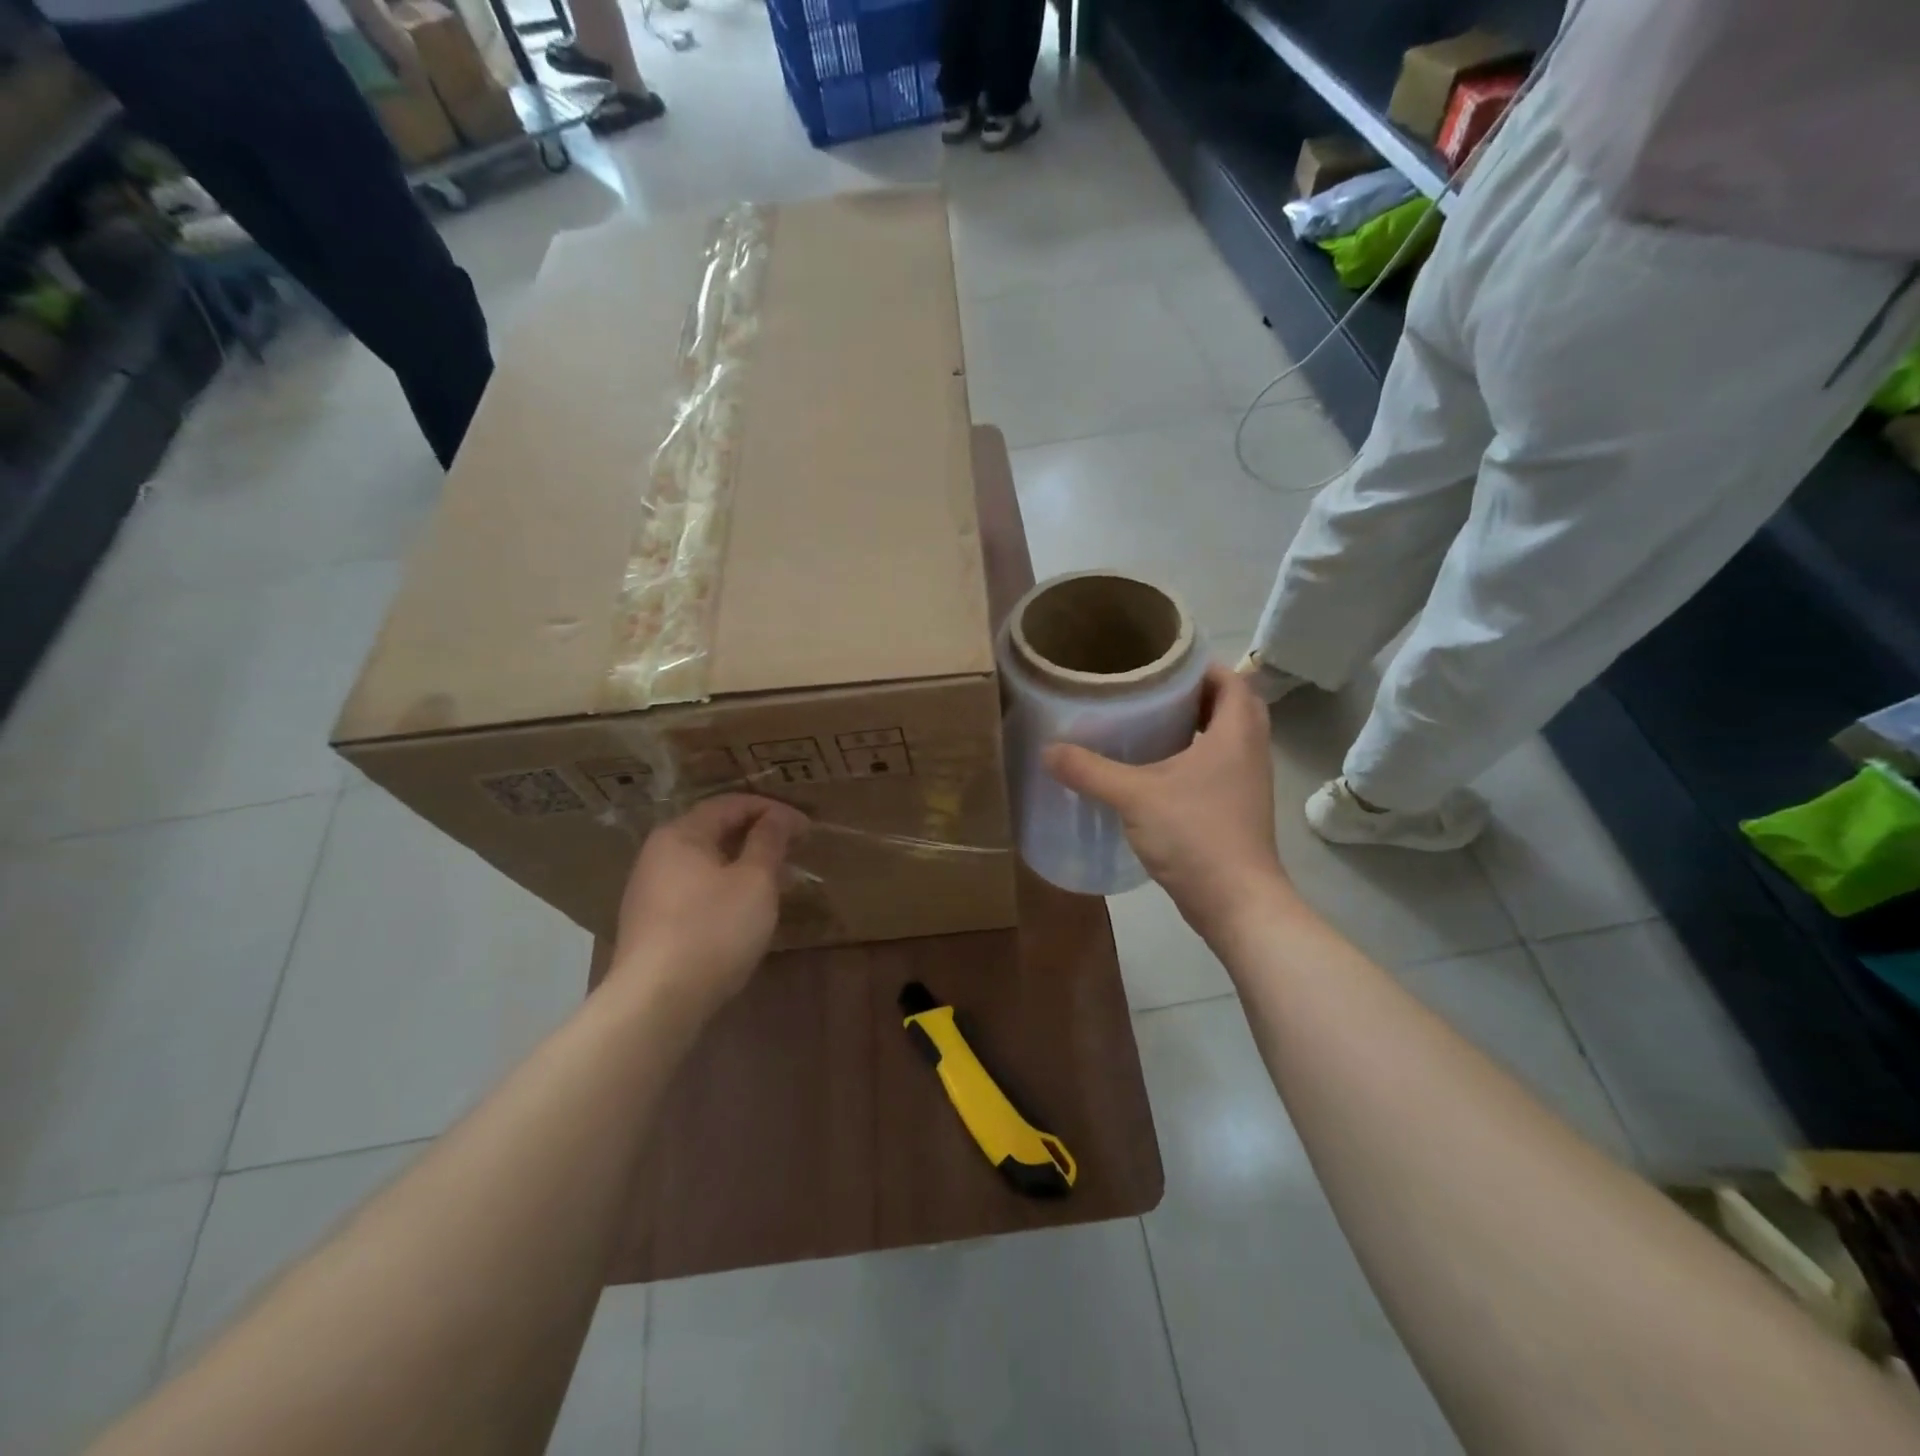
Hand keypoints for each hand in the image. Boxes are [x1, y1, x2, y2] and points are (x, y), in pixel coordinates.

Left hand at [610, 794, 808, 1012]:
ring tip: (779, 882)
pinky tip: (747, 911)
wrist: (656, 1001)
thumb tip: (778, 817)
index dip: (773, 810)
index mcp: (681, 834)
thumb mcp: (754, 881)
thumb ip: (768, 842)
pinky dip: (727, 889)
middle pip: (715, 832)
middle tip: (795, 851)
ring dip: (745, 866)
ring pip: (707, 864)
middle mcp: (658, 855)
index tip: (807, 827)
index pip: (731, 804)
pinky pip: (697, 891)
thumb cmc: (712, 929)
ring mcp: (650, 891)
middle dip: (759, 837)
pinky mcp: (652, 924)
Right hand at [1044, 664, 1287, 935]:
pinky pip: (1220, 767)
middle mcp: (1250, 752)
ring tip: (1152, 723)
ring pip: (1228, 739)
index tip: (1162, 663)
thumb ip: (1090, 770)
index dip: (1201, 666)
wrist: (1236, 902)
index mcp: (1236, 734)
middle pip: (1233, 706)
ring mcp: (1247, 783)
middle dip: (1196, 694)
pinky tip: (1158, 770)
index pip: (1232, 679)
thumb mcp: (1134, 796)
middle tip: (1153, 691)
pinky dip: (1196, 757)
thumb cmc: (1195, 835)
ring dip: (1198, 726)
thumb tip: (1047, 750)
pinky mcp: (1238, 810)